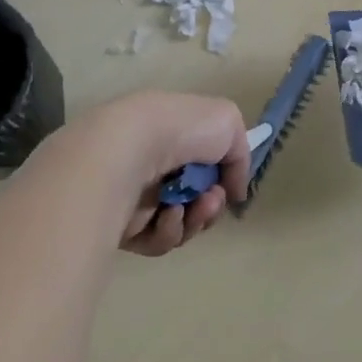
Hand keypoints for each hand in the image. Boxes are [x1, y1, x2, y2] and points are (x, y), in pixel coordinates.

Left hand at [46, 90, 252, 256]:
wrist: (132, 148)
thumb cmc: (182, 129)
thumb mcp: (229, 122)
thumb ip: (240, 156)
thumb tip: (234, 190)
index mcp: (172, 135)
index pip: (201, 164)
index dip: (221, 178)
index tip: (228, 185)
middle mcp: (154, 164)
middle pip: (194, 198)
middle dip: (211, 205)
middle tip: (212, 201)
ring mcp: (137, 196)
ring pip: (180, 222)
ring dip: (196, 218)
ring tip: (193, 207)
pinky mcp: (122, 226)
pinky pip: (157, 239)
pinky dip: (169, 229)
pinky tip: (168, 214)